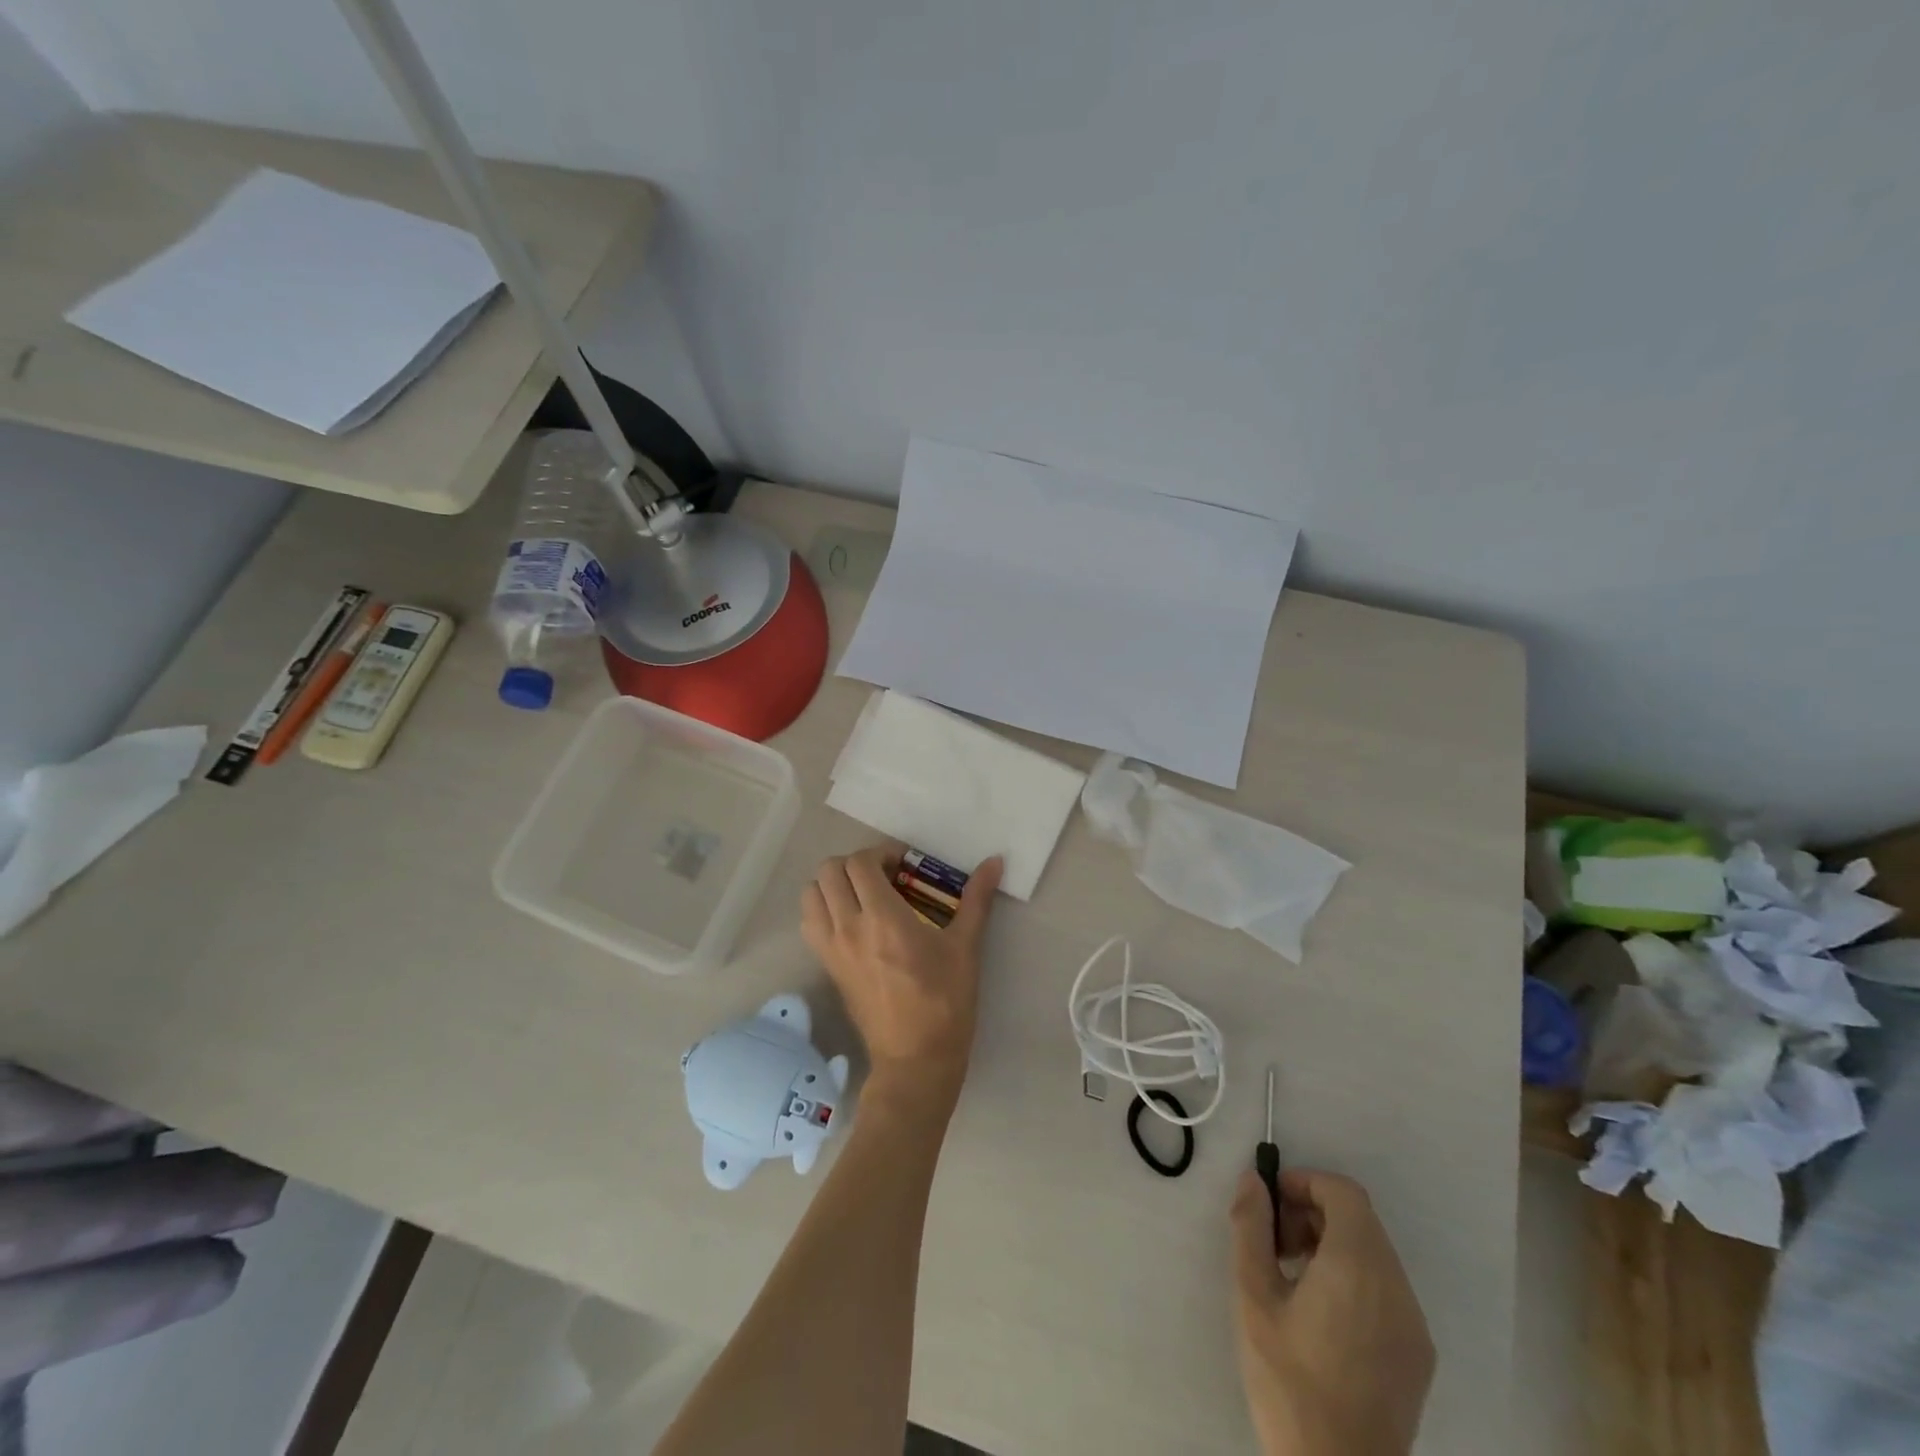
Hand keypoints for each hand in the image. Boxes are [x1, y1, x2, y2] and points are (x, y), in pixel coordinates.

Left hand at [800, 846, 1003, 1114]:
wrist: (916, 1059)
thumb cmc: (945, 1001)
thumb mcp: (965, 947)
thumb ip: (976, 899)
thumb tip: (995, 861)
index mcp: (882, 918)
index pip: (860, 863)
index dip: (881, 853)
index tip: (905, 864)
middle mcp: (848, 927)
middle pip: (828, 871)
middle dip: (854, 864)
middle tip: (883, 876)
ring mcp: (831, 949)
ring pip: (811, 895)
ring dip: (832, 884)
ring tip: (862, 895)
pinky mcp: (827, 968)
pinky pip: (810, 924)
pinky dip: (823, 909)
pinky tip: (852, 921)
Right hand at [1230, 1168, 1434, 1455]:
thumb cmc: (1289, 1381)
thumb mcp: (1253, 1297)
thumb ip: (1251, 1228)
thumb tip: (1252, 1180)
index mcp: (1357, 1266)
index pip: (1343, 1191)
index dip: (1304, 1183)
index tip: (1271, 1205)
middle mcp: (1395, 1286)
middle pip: (1358, 1219)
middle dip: (1312, 1214)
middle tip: (1274, 1245)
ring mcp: (1413, 1322)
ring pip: (1373, 1253)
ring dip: (1331, 1245)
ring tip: (1292, 1280)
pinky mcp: (1418, 1353)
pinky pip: (1385, 1288)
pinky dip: (1353, 1277)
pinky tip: (1321, 1315)